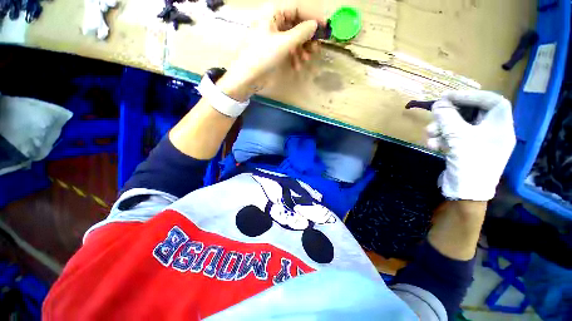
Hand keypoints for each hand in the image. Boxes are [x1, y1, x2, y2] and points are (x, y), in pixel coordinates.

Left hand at [217, 0, 323, 100]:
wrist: (247, 77)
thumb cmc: (262, 57)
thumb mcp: (283, 43)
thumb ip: (301, 33)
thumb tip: (315, 25)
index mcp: (273, 13)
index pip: (297, 9)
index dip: (312, 17)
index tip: (324, 27)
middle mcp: (273, 21)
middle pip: (296, 24)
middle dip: (306, 37)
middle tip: (315, 48)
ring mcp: (273, 36)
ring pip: (293, 38)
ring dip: (302, 49)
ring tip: (306, 60)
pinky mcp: (273, 49)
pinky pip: (288, 48)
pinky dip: (294, 56)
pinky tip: (297, 65)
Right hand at [426, 90, 516, 200]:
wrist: (466, 193)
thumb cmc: (470, 162)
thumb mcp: (458, 137)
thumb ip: (447, 118)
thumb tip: (438, 103)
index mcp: (500, 126)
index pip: (490, 101)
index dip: (470, 95)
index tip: (447, 97)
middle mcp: (492, 131)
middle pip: (472, 113)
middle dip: (451, 114)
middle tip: (434, 113)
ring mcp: (478, 142)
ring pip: (459, 126)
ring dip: (441, 128)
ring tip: (429, 134)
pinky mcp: (466, 150)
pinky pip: (454, 138)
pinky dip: (442, 139)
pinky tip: (432, 145)